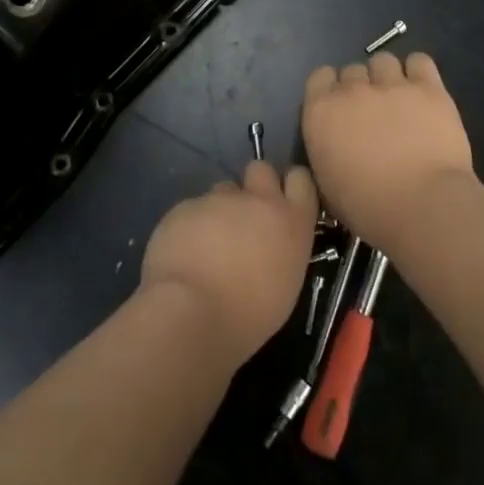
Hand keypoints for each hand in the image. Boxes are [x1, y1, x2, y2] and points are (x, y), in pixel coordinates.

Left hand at [139, 160, 318, 365]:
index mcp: (291, 221)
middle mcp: (257, 200)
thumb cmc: (249, 315)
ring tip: (208, 245)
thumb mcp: (284, 285)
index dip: (290, 186)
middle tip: (244, 217)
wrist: (192, 313)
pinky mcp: (185, 206)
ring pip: (222, 191)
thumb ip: (280, 250)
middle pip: (260, 169)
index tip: (283, 202)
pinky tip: (183, 254)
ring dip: (219, 210)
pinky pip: (191, 209)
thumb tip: (268, 245)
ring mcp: (218, 199)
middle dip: (253, 185)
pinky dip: (189, 226)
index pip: (300, 180)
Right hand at [302, 51, 475, 249]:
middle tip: (373, 113)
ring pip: (383, 61)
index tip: (341, 110)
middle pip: (352, 70)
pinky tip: (422, 92)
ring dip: (387, 77)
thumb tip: (334, 142)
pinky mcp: (428, 88)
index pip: (320, 77)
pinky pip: (419, 61)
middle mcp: (352, 90)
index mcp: (321, 112)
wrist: (423, 206)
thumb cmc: (368, 207)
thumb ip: (326, 149)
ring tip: (399, 100)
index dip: (331, 90)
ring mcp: (391, 85)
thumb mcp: (327, 183)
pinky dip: (418, 72)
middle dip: (360, 87)